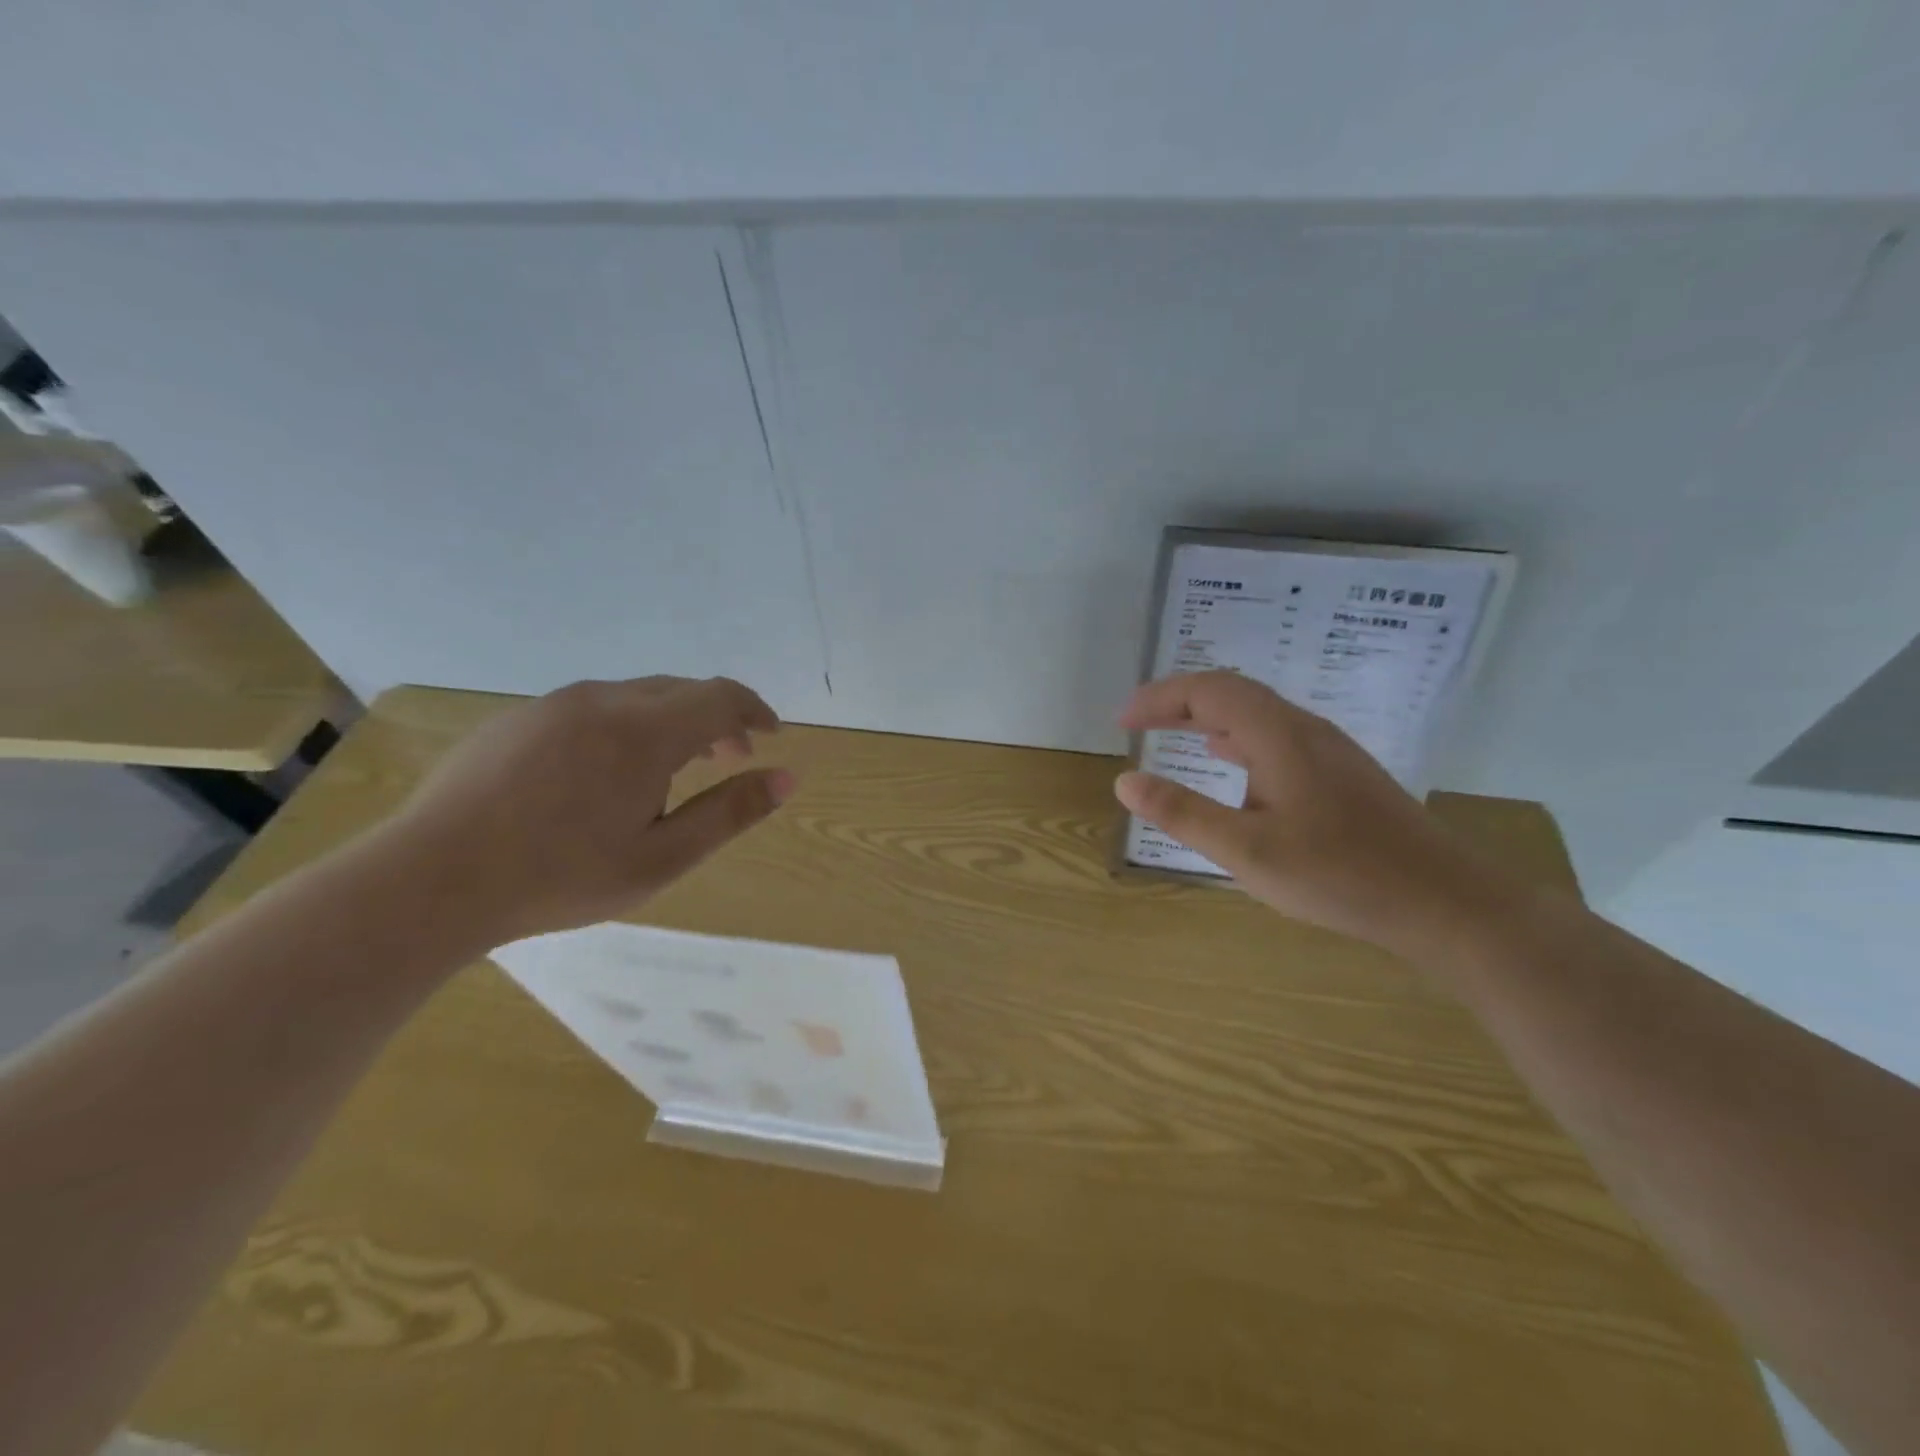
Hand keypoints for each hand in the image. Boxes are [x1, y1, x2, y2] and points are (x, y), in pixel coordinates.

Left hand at [382, 676, 792, 946]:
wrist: (430, 880)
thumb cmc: (560, 876)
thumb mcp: (661, 858)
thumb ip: (729, 813)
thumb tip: (787, 778)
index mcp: (644, 732)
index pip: (721, 696)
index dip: (755, 710)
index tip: (770, 736)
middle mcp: (603, 700)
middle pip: (681, 690)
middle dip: (717, 717)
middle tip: (730, 756)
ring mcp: (554, 704)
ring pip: (636, 695)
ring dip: (671, 720)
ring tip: (672, 767)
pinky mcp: (518, 718)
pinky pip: (593, 706)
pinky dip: (626, 724)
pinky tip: (606, 772)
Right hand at [1115, 671, 1516, 950]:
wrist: (1443, 901)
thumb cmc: (1339, 874)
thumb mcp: (1247, 850)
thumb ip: (1183, 813)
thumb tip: (1124, 780)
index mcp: (1278, 735)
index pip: (1208, 691)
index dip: (1159, 698)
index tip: (1121, 721)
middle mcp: (1303, 728)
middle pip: (1232, 692)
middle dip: (1178, 701)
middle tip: (1137, 722)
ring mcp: (1327, 749)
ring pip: (1255, 713)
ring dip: (1206, 716)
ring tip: (1171, 732)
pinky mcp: (1340, 773)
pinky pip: (1274, 735)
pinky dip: (1235, 736)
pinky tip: (1229, 760)